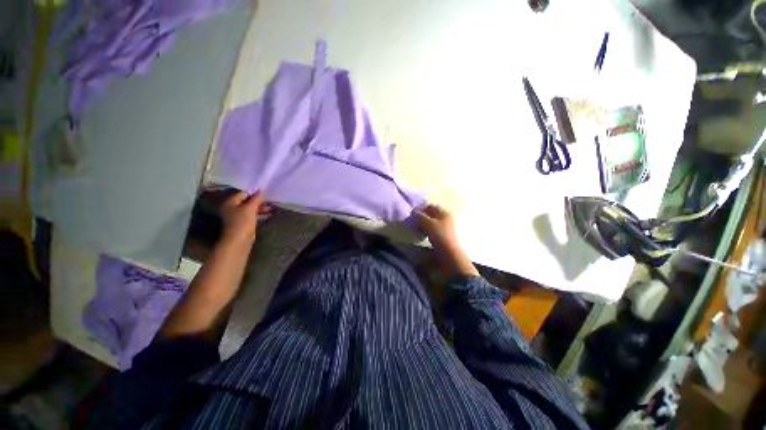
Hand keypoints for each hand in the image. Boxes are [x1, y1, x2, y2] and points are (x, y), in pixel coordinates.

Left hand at [220, 190, 270, 243]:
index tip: (265, 192)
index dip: (254, 192)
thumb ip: (256, 199)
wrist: (239, 240)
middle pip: (247, 200)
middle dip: (259, 200)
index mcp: (231, 202)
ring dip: (261, 207)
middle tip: (270, 199)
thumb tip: (261, 190)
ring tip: (272, 206)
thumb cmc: (242, 222)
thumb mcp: (250, 208)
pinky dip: (260, 213)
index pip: (243, 193)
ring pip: (251, 208)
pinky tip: (269, 213)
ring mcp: (238, 215)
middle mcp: (233, 207)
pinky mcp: (244, 222)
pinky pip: (253, 214)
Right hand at [414, 204, 458, 251]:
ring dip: (423, 224)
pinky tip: (422, 234)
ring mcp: (445, 227)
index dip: (421, 209)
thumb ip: (420, 216)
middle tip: (414, 222)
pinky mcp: (443, 236)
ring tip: (416, 229)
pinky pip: (433, 230)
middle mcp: (446, 218)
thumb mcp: (428, 223)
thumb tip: (413, 212)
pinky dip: (426, 230)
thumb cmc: (439, 235)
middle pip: (431, 214)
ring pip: (431, 223)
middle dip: (422, 217)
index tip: (413, 214)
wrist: (449, 252)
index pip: (431, 206)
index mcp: (444, 212)